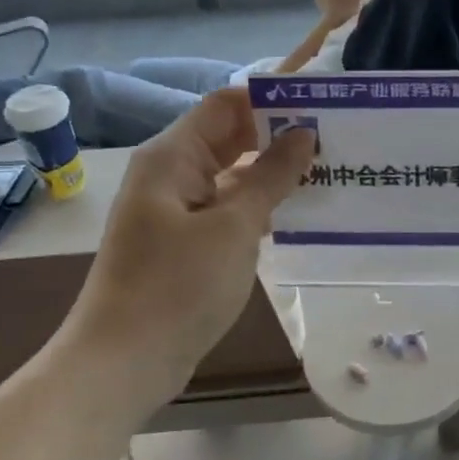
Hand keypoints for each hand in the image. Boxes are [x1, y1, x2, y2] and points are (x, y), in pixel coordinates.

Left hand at [66, 88, 313, 415]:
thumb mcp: (233, 227)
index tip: (321, 100)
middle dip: (279, 132)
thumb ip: (270, 176)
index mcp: (172, 155)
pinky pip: (227, 205)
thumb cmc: (177, 287)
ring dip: (274, 170)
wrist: (122, 363)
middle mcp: (171, 172)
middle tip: (336, 134)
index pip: (227, 103)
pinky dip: (260, 203)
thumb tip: (303, 133)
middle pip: (230, 135)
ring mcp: (177, 208)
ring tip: (329, 166)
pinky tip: (300, 209)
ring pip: (232, 172)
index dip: (272, 96)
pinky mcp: (185, 239)